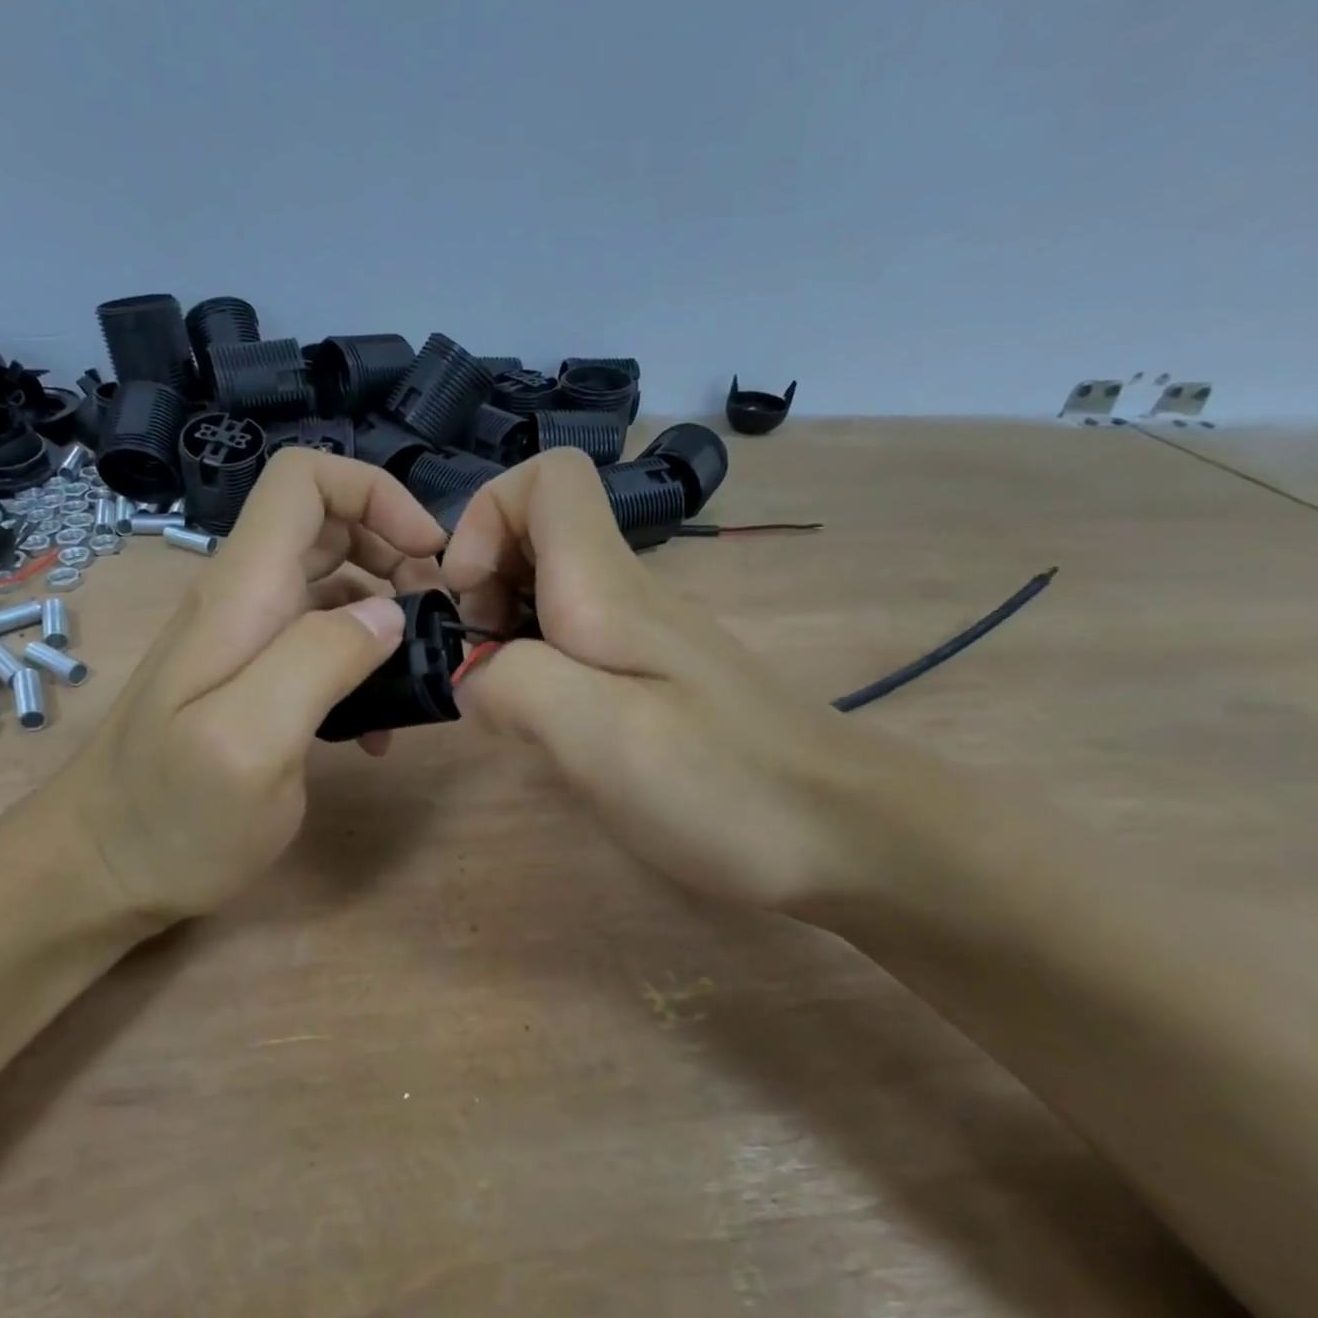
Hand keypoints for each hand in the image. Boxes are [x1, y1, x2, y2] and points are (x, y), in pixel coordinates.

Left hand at [64, 450, 445, 923]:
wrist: (100, 871)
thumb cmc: (172, 817)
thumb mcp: (252, 744)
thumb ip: (319, 662)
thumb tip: (389, 614)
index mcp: (241, 593)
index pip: (304, 481)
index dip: (375, 494)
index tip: (429, 555)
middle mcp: (243, 600)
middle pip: (328, 524)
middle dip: (395, 551)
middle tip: (439, 618)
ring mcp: (247, 642)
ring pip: (332, 584)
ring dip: (387, 610)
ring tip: (422, 670)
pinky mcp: (255, 682)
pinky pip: (321, 643)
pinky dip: (363, 661)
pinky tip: (378, 726)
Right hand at [442, 449, 891, 911]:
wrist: (851, 838)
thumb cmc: (723, 784)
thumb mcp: (599, 735)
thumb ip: (513, 684)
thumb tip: (472, 673)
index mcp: (607, 588)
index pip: (546, 479)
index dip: (484, 518)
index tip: (466, 599)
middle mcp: (626, 597)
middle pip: (537, 535)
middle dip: (482, 585)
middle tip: (479, 666)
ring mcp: (646, 642)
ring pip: (551, 595)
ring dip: (505, 636)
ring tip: (508, 708)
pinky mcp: (657, 685)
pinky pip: (576, 648)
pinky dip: (540, 674)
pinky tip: (552, 733)